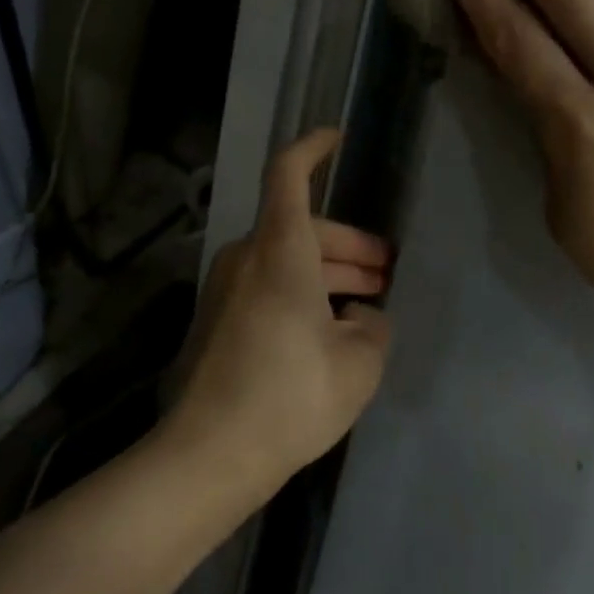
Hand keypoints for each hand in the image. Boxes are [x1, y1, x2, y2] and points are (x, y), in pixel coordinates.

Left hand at [164, 130, 393, 498]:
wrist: (208, 455)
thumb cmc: (290, 395)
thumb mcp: (358, 362)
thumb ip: (372, 326)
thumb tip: (362, 316)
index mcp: (280, 250)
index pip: (289, 174)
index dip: (313, 147)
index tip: (338, 137)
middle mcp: (246, 259)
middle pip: (303, 229)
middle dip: (349, 245)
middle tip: (386, 272)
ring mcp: (225, 292)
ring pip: (287, 261)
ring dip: (328, 274)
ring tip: (367, 303)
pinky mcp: (216, 324)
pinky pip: (268, 290)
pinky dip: (302, 295)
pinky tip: (329, 330)